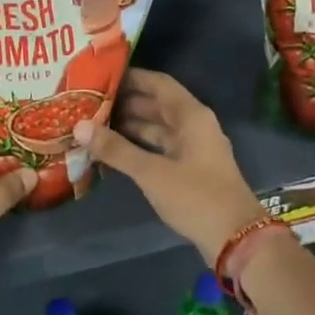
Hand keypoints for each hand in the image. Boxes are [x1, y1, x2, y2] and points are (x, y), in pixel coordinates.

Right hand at [74, 69, 265, 262]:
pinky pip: (160, 147)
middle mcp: (194, 125)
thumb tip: (80, 126)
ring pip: (157, 127)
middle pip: (157, 104)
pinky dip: (139, 146)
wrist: (235, 237)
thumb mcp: (152, 173)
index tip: (100, 76)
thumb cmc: (196, 197)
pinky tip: (113, 151)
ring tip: (94, 124)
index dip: (131, 78)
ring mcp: (193, 148)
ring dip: (130, 125)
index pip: (158, 83)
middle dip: (125, 102)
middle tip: (89, 102)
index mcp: (191, 116)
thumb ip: (116, 149)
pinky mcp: (190, 168)